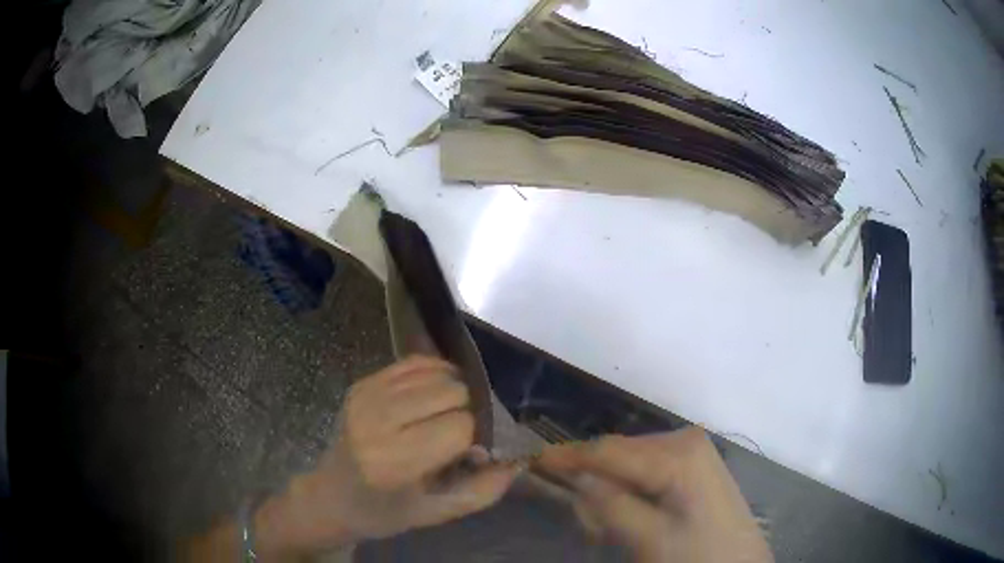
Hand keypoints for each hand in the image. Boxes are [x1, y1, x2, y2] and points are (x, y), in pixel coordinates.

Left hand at [253, 356, 518, 557]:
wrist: (332, 495)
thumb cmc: (387, 511)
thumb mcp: (439, 513)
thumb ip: (486, 488)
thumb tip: (521, 455)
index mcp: (394, 462)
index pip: (461, 426)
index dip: (481, 434)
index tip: (483, 448)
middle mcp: (377, 421)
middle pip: (452, 391)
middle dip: (472, 408)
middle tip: (472, 430)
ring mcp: (366, 396)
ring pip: (437, 372)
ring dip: (457, 389)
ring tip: (456, 413)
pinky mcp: (362, 383)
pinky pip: (415, 363)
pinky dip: (437, 373)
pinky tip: (440, 395)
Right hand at [538, 428, 772, 562]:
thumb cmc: (698, 555)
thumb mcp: (649, 537)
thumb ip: (610, 505)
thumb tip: (577, 478)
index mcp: (678, 453)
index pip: (609, 449)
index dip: (569, 456)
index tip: (533, 461)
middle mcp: (684, 439)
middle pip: (619, 453)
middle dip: (593, 480)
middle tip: (585, 521)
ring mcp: (692, 450)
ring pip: (630, 461)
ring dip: (610, 487)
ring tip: (606, 523)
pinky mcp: (693, 464)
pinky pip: (648, 468)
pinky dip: (629, 488)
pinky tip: (629, 511)